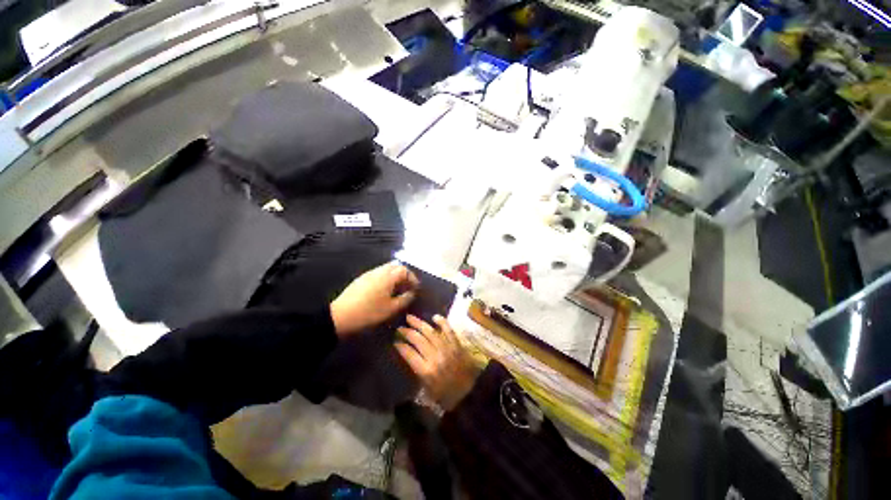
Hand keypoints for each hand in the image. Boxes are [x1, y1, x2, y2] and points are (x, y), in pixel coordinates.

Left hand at [330, 262, 418, 336]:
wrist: (340, 316)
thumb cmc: (369, 313)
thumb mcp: (391, 309)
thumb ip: (405, 299)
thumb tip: (412, 293)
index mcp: (388, 276)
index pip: (405, 270)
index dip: (412, 278)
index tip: (415, 288)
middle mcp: (379, 271)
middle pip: (395, 266)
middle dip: (404, 275)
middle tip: (407, 287)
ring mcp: (368, 274)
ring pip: (386, 269)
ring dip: (394, 276)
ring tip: (397, 290)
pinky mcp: (361, 279)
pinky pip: (378, 274)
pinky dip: (385, 279)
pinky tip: (384, 291)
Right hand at [395, 315, 480, 410]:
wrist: (471, 393)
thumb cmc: (447, 396)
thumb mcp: (428, 390)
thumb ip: (418, 373)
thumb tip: (409, 358)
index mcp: (426, 371)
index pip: (409, 354)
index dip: (401, 346)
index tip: (395, 342)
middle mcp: (435, 357)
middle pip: (418, 340)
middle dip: (407, 332)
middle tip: (400, 328)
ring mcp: (447, 349)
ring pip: (431, 332)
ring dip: (419, 324)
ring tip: (410, 317)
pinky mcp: (457, 344)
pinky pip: (449, 330)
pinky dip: (442, 322)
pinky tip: (434, 317)